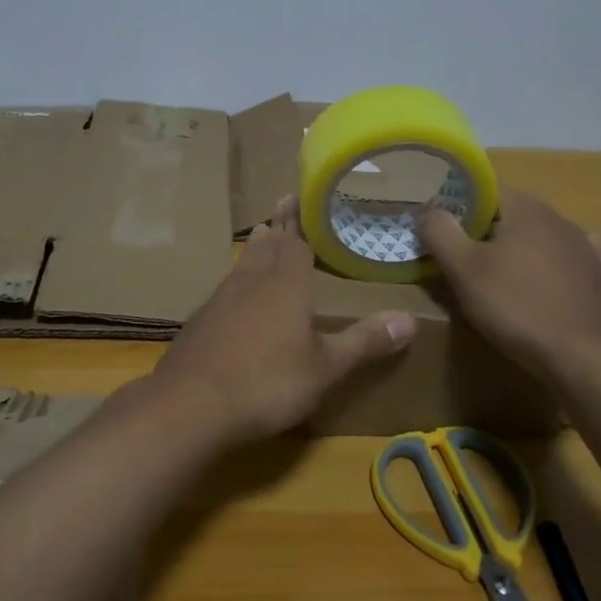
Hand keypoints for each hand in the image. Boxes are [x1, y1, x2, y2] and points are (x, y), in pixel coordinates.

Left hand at [150, 197, 415, 442]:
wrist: (191, 405)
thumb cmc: (267, 382)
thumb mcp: (325, 368)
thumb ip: (364, 342)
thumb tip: (410, 319)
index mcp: (286, 284)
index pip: (296, 241)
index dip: (300, 220)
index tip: (300, 195)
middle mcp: (252, 281)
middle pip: (268, 246)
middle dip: (279, 226)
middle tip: (283, 204)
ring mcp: (221, 299)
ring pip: (244, 263)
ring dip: (256, 247)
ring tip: (262, 233)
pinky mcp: (201, 320)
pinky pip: (226, 287)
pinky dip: (237, 277)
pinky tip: (234, 291)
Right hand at [416, 188, 600, 382]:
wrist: (586, 359)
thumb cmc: (517, 307)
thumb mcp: (463, 270)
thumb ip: (440, 231)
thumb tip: (426, 207)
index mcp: (526, 208)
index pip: (485, 189)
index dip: (459, 206)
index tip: (442, 231)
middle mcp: (561, 218)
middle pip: (513, 213)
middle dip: (487, 231)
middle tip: (463, 259)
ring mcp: (587, 247)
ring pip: (542, 237)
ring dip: (521, 249)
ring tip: (502, 278)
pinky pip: (574, 261)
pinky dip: (559, 266)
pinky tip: (552, 282)